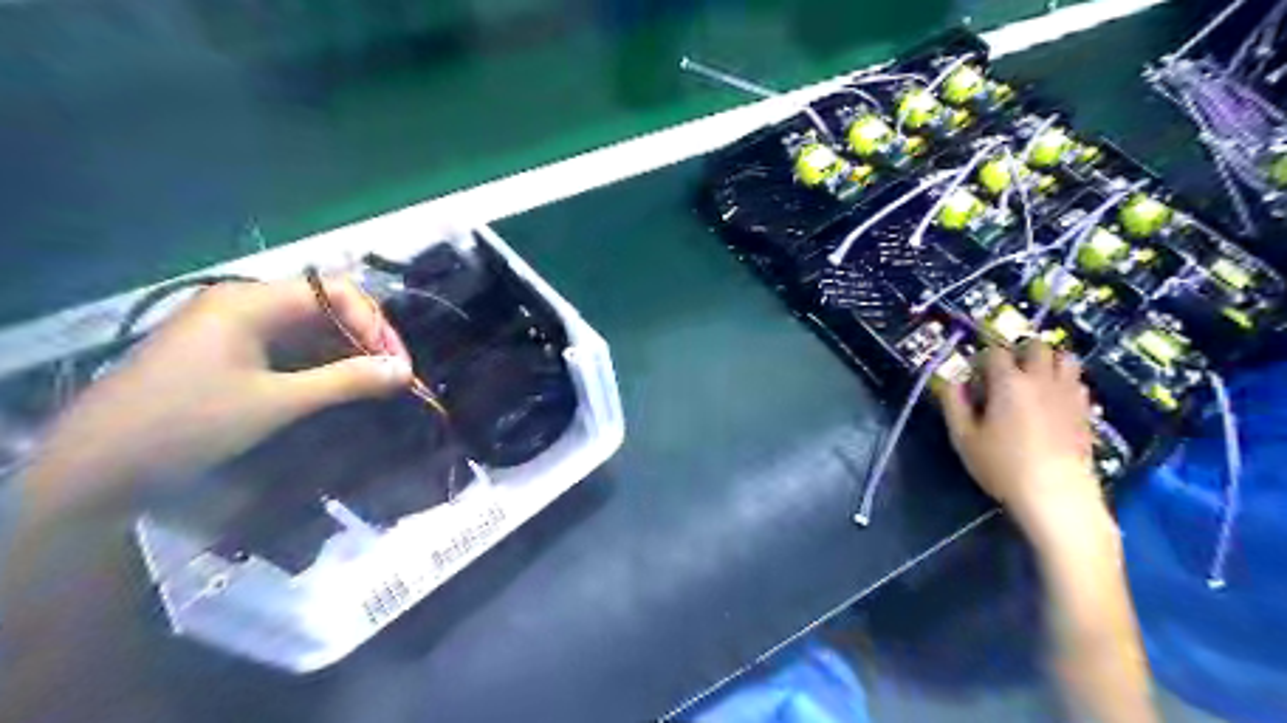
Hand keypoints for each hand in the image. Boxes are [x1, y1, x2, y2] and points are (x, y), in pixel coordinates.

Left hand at [26, 276, 410, 512]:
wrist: (96, 466)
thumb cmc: (190, 423)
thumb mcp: (278, 402)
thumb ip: (347, 381)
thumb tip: (405, 371)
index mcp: (252, 302)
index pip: (337, 292)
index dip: (375, 324)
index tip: (397, 365)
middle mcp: (244, 304)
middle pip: (325, 307)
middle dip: (364, 339)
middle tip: (391, 377)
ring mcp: (232, 328)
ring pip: (308, 329)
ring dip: (344, 353)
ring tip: (371, 385)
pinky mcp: (226, 352)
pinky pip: (286, 347)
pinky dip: (317, 364)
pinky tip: (336, 387)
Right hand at [938, 342, 1105, 534]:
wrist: (1056, 495)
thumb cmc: (1002, 466)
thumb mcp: (964, 438)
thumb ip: (953, 404)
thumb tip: (950, 382)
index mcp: (1008, 382)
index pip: (995, 351)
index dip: (981, 359)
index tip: (974, 377)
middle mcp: (1041, 380)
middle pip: (1036, 345)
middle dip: (1018, 352)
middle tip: (1004, 373)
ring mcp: (1068, 394)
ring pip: (1064, 358)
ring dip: (1047, 361)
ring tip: (1031, 381)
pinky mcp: (1085, 411)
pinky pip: (1077, 382)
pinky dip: (1064, 382)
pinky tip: (1051, 401)